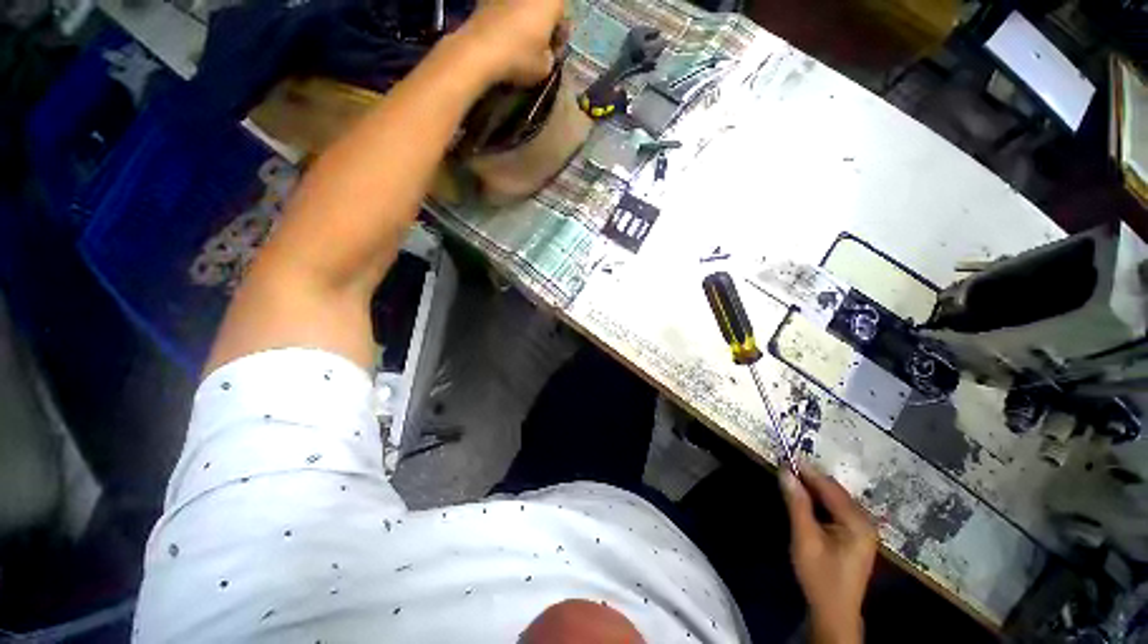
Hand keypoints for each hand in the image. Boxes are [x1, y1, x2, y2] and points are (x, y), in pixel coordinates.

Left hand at [455, 0, 566, 86]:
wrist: (480, 50)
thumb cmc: (519, 57)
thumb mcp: (545, 68)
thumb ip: (551, 56)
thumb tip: (547, 52)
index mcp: (551, 0)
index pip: (563, 15)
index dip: (559, 34)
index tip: (554, 50)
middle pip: (542, 7)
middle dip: (542, 23)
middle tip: (538, 46)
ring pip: (523, 7)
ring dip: (524, 20)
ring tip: (519, 42)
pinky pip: (504, 9)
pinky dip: (506, 19)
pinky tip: (504, 37)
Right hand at [780, 463, 876, 643]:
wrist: (834, 612)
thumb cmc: (820, 576)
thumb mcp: (805, 538)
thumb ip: (797, 503)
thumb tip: (785, 471)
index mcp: (858, 523)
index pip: (830, 488)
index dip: (807, 471)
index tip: (785, 456)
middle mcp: (865, 522)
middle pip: (835, 491)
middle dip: (810, 478)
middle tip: (785, 467)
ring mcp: (862, 530)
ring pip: (835, 499)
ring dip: (813, 489)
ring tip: (791, 479)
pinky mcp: (855, 536)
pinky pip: (836, 509)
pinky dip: (819, 501)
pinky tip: (804, 499)